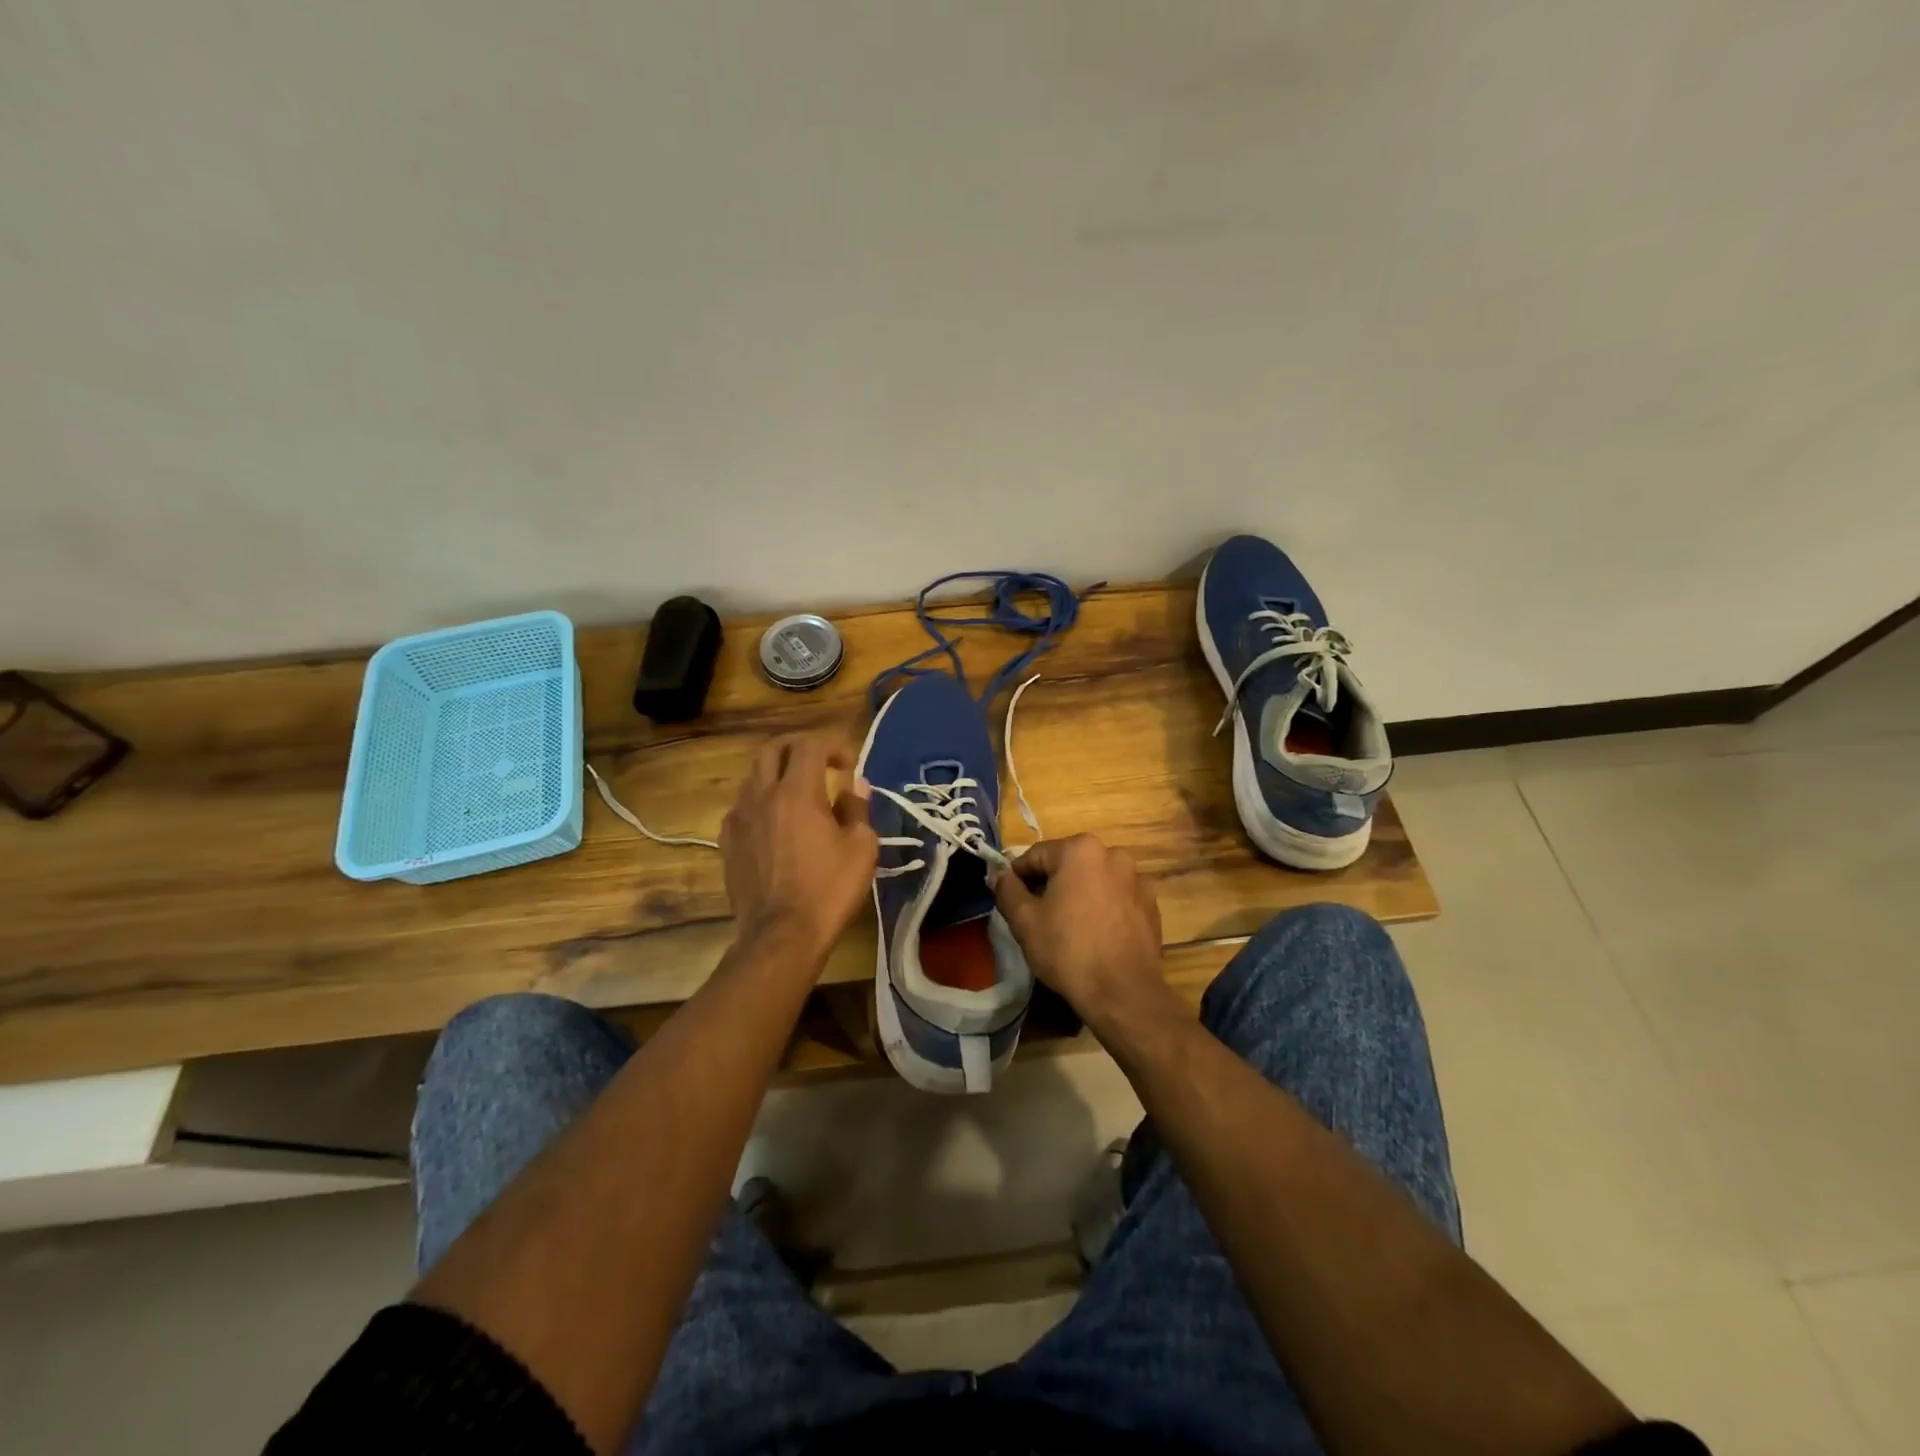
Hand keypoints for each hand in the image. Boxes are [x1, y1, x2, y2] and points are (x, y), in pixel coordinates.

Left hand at [720, 732, 876, 968]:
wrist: (781, 936)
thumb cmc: (828, 890)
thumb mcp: (861, 848)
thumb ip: (857, 809)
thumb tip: (854, 787)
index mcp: (797, 792)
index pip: (810, 744)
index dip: (833, 744)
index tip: (849, 764)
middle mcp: (762, 796)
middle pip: (772, 749)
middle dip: (798, 746)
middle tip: (821, 762)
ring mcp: (739, 819)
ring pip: (753, 776)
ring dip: (777, 773)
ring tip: (799, 793)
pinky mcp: (728, 843)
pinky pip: (741, 807)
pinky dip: (760, 802)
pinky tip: (774, 823)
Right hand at [992, 835, 1167, 1029]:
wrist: (1123, 992)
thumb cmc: (1067, 950)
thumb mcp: (1024, 920)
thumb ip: (1007, 889)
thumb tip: (1000, 874)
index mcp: (1080, 849)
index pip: (1036, 856)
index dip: (1018, 877)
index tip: (1010, 900)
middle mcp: (1113, 854)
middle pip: (1068, 864)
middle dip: (1050, 884)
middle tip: (1037, 916)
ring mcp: (1137, 879)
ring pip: (1094, 880)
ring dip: (1079, 894)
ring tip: (1068, 927)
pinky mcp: (1151, 904)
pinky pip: (1116, 897)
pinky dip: (1103, 907)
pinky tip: (1096, 934)